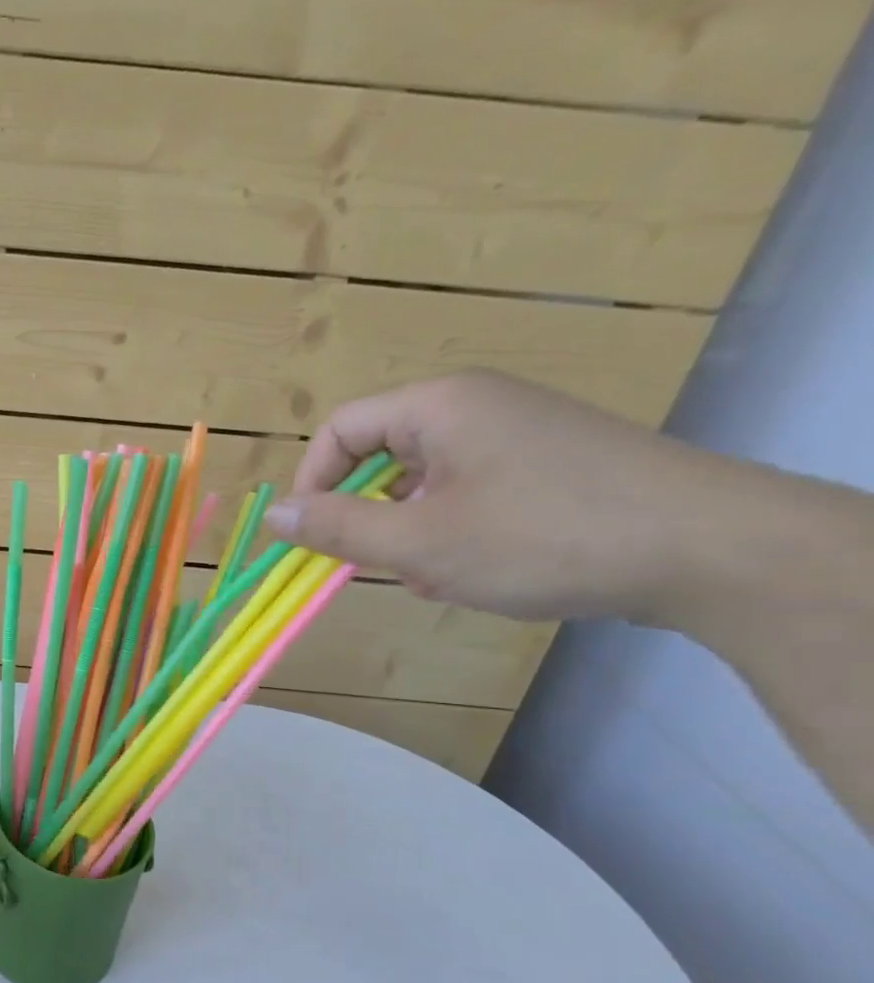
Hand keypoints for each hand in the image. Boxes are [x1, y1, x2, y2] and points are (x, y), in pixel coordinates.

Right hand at [265, 371, 755, 625]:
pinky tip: (472, 571)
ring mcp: (519, 435)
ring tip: (431, 575)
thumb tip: (274, 515)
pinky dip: (450, 531)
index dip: (312, 483)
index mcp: (440, 406)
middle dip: (365, 515)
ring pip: (423, 482)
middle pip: (381, 455)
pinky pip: (468, 492)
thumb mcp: (418, 542)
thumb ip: (337, 528)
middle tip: (376, 564)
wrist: (708, 549)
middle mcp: (476, 407)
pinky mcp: (549, 467)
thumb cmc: (541, 537)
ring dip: (407, 531)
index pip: (341, 430)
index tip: (312, 538)